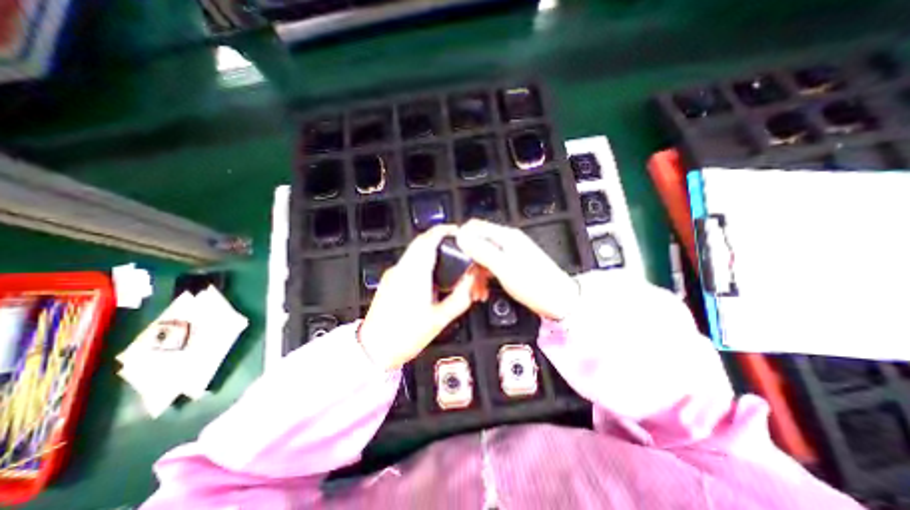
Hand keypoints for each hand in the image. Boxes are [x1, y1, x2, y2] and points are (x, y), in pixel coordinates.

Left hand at [359, 225, 494, 370]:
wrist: (374, 349)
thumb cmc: (404, 336)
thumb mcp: (440, 319)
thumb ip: (460, 297)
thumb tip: (471, 282)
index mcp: (414, 274)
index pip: (429, 239)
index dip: (445, 231)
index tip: (459, 232)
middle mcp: (402, 269)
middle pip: (423, 242)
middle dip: (443, 241)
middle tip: (459, 250)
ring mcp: (394, 274)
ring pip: (417, 252)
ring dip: (434, 252)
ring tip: (449, 264)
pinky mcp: (391, 280)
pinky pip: (410, 263)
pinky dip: (424, 262)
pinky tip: (434, 278)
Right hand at [453, 217, 574, 320]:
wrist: (559, 300)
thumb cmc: (535, 284)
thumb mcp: (503, 267)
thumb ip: (481, 250)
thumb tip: (461, 237)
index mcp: (505, 237)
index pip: (474, 226)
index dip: (460, 238)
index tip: (453, 255)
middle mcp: (507, 241)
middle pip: (477, 243)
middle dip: (468, 260)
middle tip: (465, 279)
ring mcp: (509, 253)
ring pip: (482, 257)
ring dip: (475, 272)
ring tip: (476, 290)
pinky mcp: (511, 265)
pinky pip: (491, 266)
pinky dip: (484, 277)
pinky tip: (483, 289)